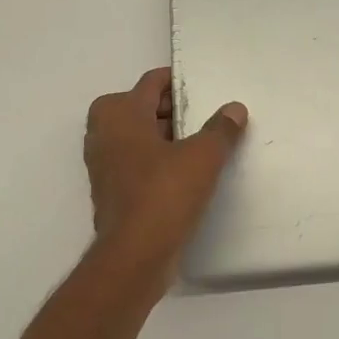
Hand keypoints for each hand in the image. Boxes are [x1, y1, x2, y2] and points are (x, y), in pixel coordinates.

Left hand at [83, 67, 247, 277]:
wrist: (134, 256)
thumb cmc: (164, 194)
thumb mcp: (203, 157)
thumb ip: (221, 129)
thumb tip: (235, 109)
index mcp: (120, 114)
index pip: (151, 82)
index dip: (178, 81)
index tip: (205, 88)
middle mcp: (104, 133)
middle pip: (142, 107)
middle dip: (173, 109)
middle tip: (206, 116)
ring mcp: (104, 164)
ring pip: (138, 136)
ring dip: (166, 136)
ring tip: (202, 143)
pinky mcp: (111, 191)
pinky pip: (137, 162)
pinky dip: (157, 160)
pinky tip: (187, 173)